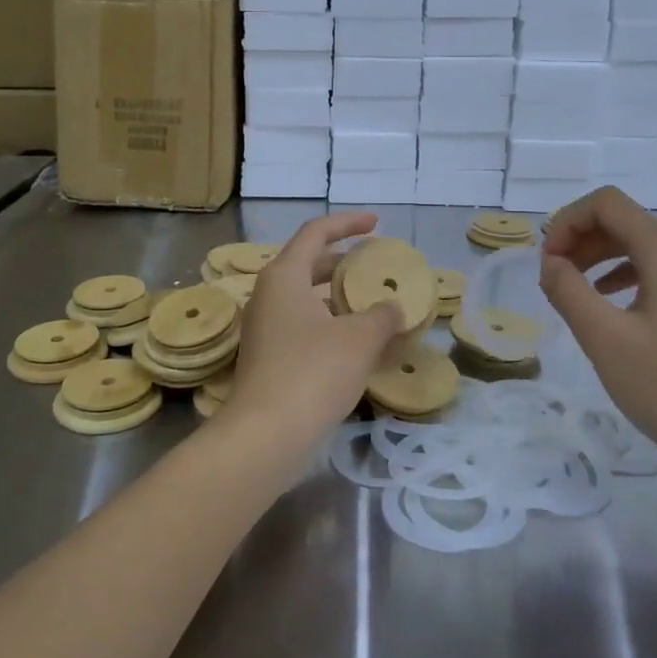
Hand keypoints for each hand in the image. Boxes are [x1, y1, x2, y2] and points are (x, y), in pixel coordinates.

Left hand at [220, 212, 405, 455]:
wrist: (265, 434)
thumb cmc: (313, 371)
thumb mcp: (359, 339)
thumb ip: (382, 316)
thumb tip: (392, 308)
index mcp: (284, 275)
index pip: (316, 232)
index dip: (347, 223)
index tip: (376, 223)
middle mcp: (268, 294)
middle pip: (307, 263)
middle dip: (342, 261)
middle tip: (373, 266)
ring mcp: (264, 327)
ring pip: (304, 298)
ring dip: (336, 297)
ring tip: (370, 305)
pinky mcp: (266, 356)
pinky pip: (301, 325)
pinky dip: (328, 323)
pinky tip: (355, 344)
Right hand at [539, 187, 656, 487]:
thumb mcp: (604, 338)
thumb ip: (568, 291)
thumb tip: (550, 262)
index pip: (607, 204)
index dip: (567, 220)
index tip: (546, 260)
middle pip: (622, 221)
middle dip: (579, 238)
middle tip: (551, 276)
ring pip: (638, 246)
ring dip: (597, 257)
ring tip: (570, 289)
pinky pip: (654, 271)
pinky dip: (620, 276)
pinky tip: (606, 305)